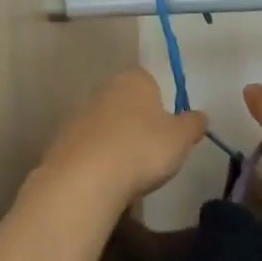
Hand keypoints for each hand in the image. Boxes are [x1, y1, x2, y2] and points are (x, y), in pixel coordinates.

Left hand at [35, 68, 206, 212]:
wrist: (84, 180)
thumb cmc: (142, 149)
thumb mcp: (181, 138)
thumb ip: (193, 124)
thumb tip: (199, 117)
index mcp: (134, 80)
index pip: (152, 82)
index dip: (163, 105)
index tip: (169, 130)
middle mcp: (104, 90)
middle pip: (127, 103)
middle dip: (139, 123)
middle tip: (153, 151)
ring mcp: (79, 115)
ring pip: (107, 126)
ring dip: (118, 142)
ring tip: (130, 171)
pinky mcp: (62, 142)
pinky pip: (89, 148)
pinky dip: (99, 160)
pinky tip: (107, 180)